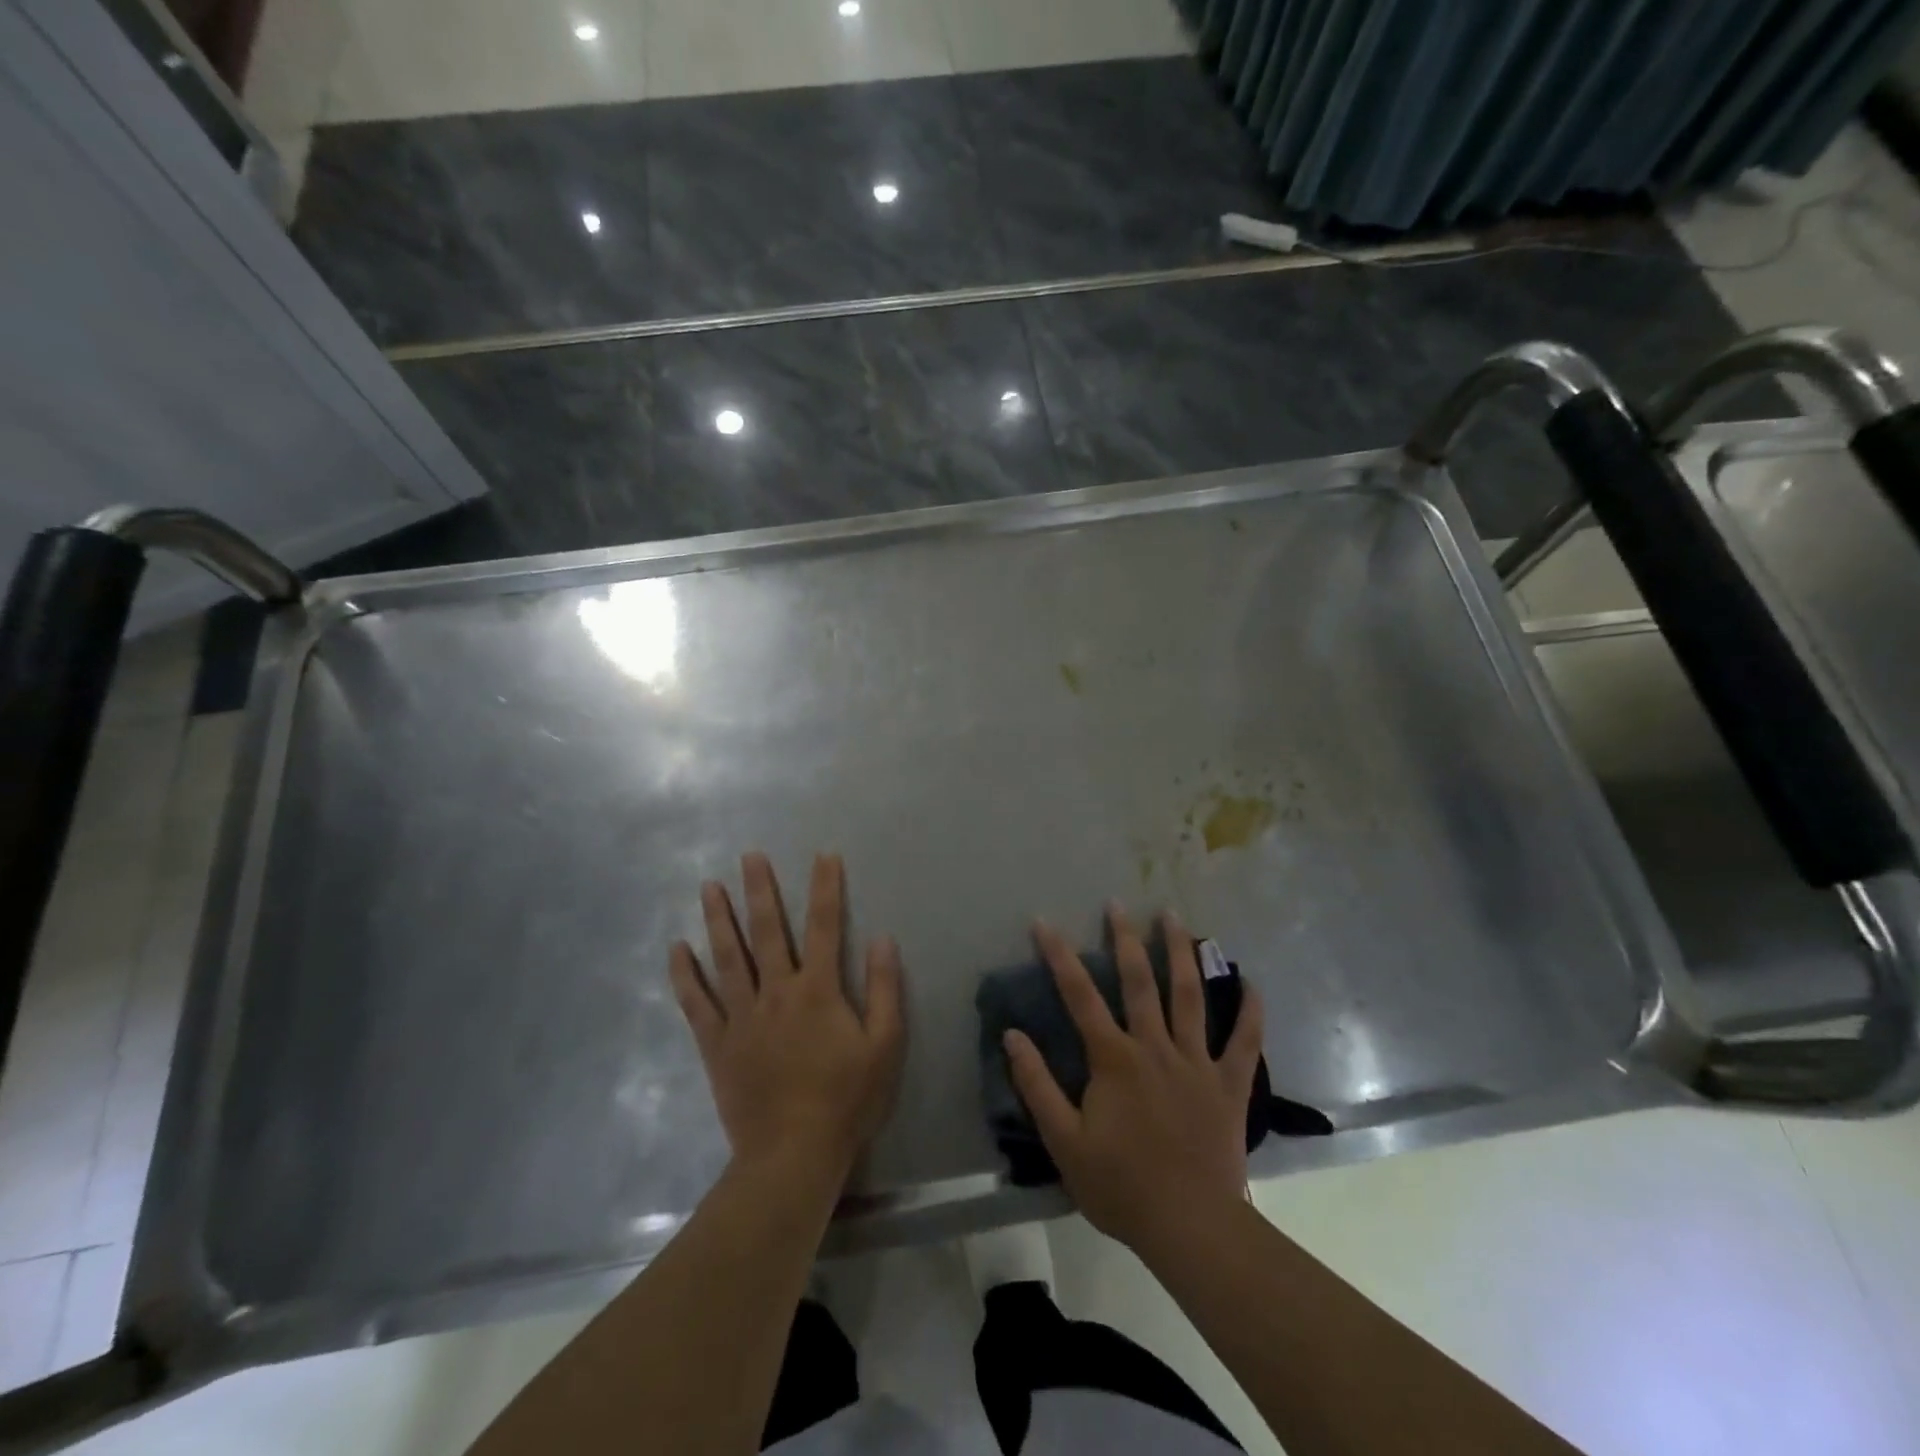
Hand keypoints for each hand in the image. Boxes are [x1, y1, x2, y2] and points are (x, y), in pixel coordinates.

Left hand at [670, 852, 905, 1188]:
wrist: (792, 1154)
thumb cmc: (846, 1100)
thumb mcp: (885, 1045)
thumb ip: (885, 989)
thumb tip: (883, 938)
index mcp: (818, 990)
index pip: (825, 926)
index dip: (826, 888)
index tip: (824, 855)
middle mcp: (777, 992)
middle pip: (767, 931)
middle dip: (760, 890)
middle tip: (749, 856)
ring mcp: (741, 1016)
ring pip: (727, 957)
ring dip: (718, 919)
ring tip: (708, 886)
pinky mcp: (717, 1044)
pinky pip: (696, 1003)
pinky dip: (685, 975)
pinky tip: (677, 949)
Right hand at [1005, 904, 1262, 1258]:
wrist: (1190, 1227)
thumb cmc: (1120, 1185)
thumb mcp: (1064, 1141)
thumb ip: (1036, 1085)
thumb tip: (1012, 1035)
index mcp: (1114, 1059)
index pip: (1079, 996)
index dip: (1059, 956)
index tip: (1044, 923)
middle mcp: (1155, 1047)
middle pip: (1139, 982)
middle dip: (1125, 938)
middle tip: (1119, 903)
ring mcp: (1196, 1062)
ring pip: (1189, 996)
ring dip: (1181, 952)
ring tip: (1174, 917)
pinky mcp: (1229, 1084)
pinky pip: (1244, 1041)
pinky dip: (1248, 1010)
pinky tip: (1248, 980)